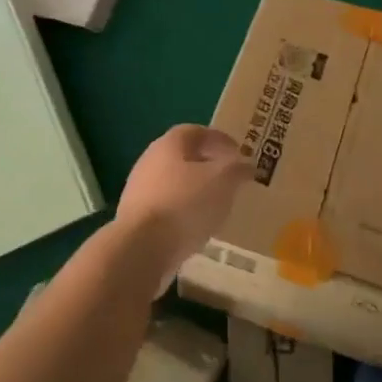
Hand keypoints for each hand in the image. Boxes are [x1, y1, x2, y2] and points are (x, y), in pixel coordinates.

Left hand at [115, 125, 247, 285]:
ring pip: (174, 185)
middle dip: (207, 166)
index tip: (238, 153)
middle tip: (230, 179)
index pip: (196, 131)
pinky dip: (183, 214)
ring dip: (195, 192)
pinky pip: (166, 210)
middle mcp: (150, 161)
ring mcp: (139, 192)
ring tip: (217, 206)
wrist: (140, 250)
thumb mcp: (223, 181)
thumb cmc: (185, 204)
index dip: (219, 139)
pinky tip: (198, 228)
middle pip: (183, 158)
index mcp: (169, 144)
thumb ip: (237, 169)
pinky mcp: (135, 221)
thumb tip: (246, 165)